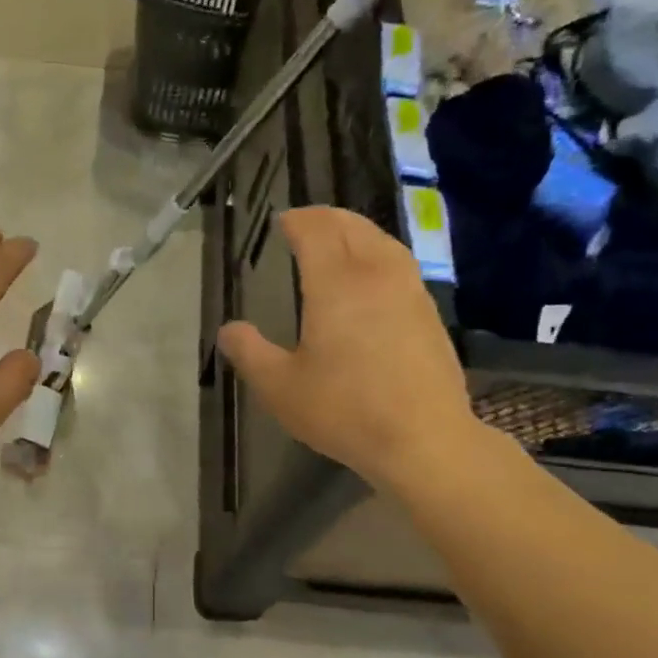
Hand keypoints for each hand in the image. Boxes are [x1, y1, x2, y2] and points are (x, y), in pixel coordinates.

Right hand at [217, 206, 477, 489]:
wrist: (423, 440)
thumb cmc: (345, 411)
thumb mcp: (280, 388)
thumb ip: (249, 353)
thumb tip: (229, 330)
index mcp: (336, 285)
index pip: (316, 232)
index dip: (297, 221)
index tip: (281, 222)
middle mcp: (375, 276)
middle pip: (352, 227)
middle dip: (326, 217)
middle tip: (304, 222)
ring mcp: (409, 292)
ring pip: (383, 241)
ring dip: (357, 230)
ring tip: (339, 238)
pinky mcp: (428, 314)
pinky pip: (400, 264)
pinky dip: (379, 253)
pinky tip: (373, 276)